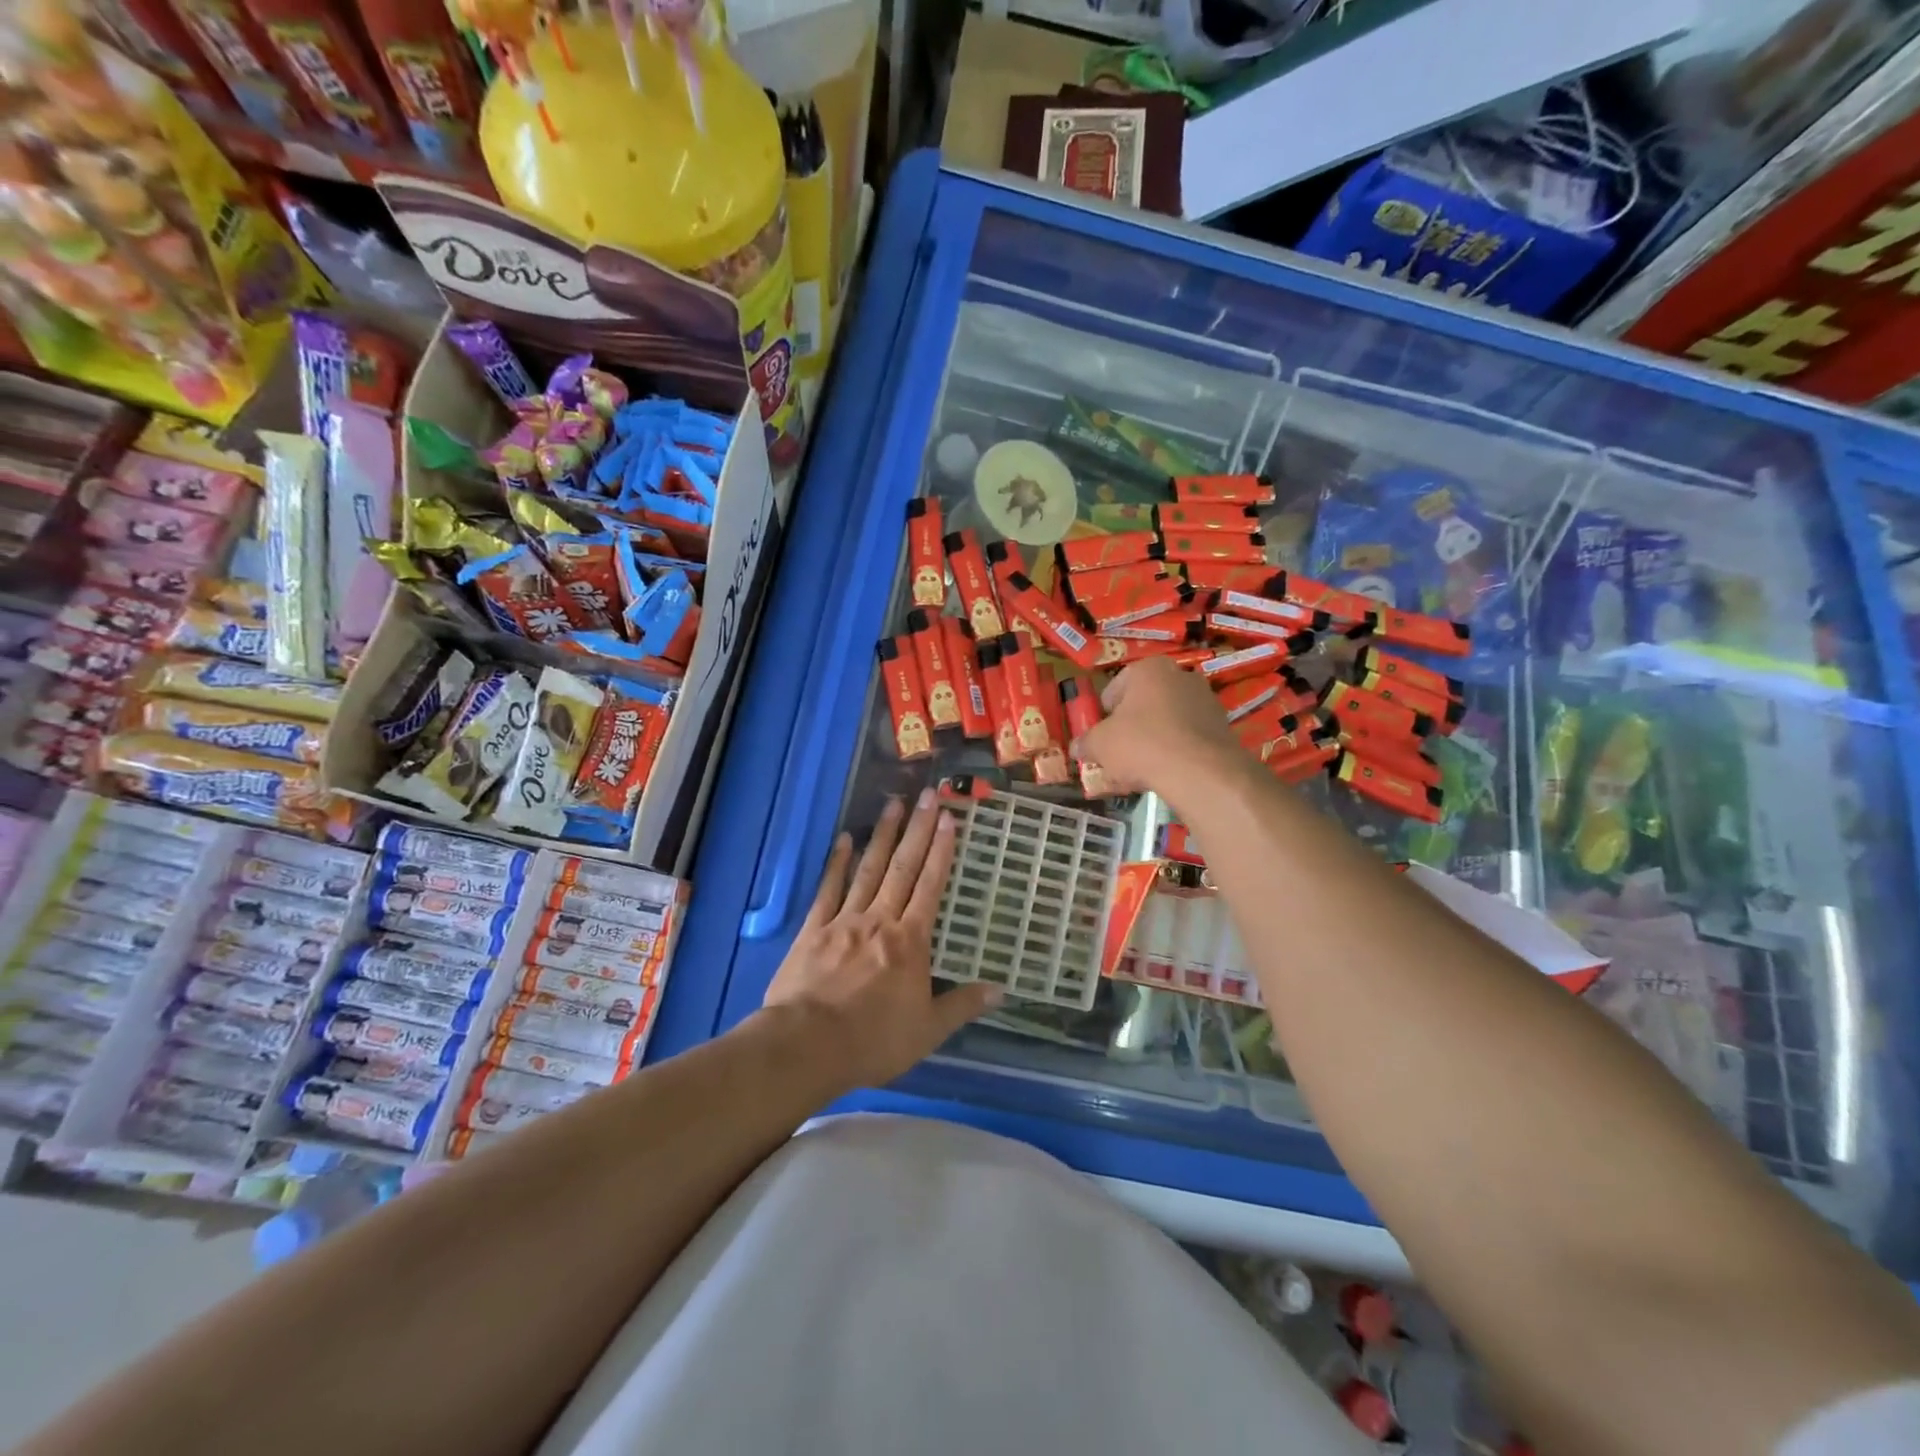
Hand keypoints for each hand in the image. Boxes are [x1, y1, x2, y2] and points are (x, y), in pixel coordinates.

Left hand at [764, 788, 999, 1090]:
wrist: (808, 1045)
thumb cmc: (873, 1040)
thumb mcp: (928, 1031)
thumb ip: (962, 1005)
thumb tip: (1001, 990)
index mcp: (910, 941)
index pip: (931, 887)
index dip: (941, 851)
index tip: (949, 819)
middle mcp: (880, 920)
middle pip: (903, 868)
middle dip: (918, 830)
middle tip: (928, 795)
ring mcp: (844, 920)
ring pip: (868, 869)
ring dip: (883, 835)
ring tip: (894, 804)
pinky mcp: (813, 929)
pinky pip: (828, 889)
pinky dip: (837, 863)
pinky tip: (845, 839)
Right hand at [1070, 656, 1243, 800]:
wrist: (1200, 772)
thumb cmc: (1141, 745)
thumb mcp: (1100, 745)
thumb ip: (1085, 743)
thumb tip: (1076, 748)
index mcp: (1148, 669)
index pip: (1114, 689)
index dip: (1103, 716)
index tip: (1101, 738)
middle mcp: (1180, 675)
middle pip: (1143, 704)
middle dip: (1130, 728)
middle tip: (1120, 755)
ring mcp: (1205, 699)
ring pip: (1166, 721)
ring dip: (1153, 740)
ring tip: (1143, 770)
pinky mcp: (1222, 725)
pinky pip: (1188, 736)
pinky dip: (1176, 751)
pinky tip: (1166, 773)